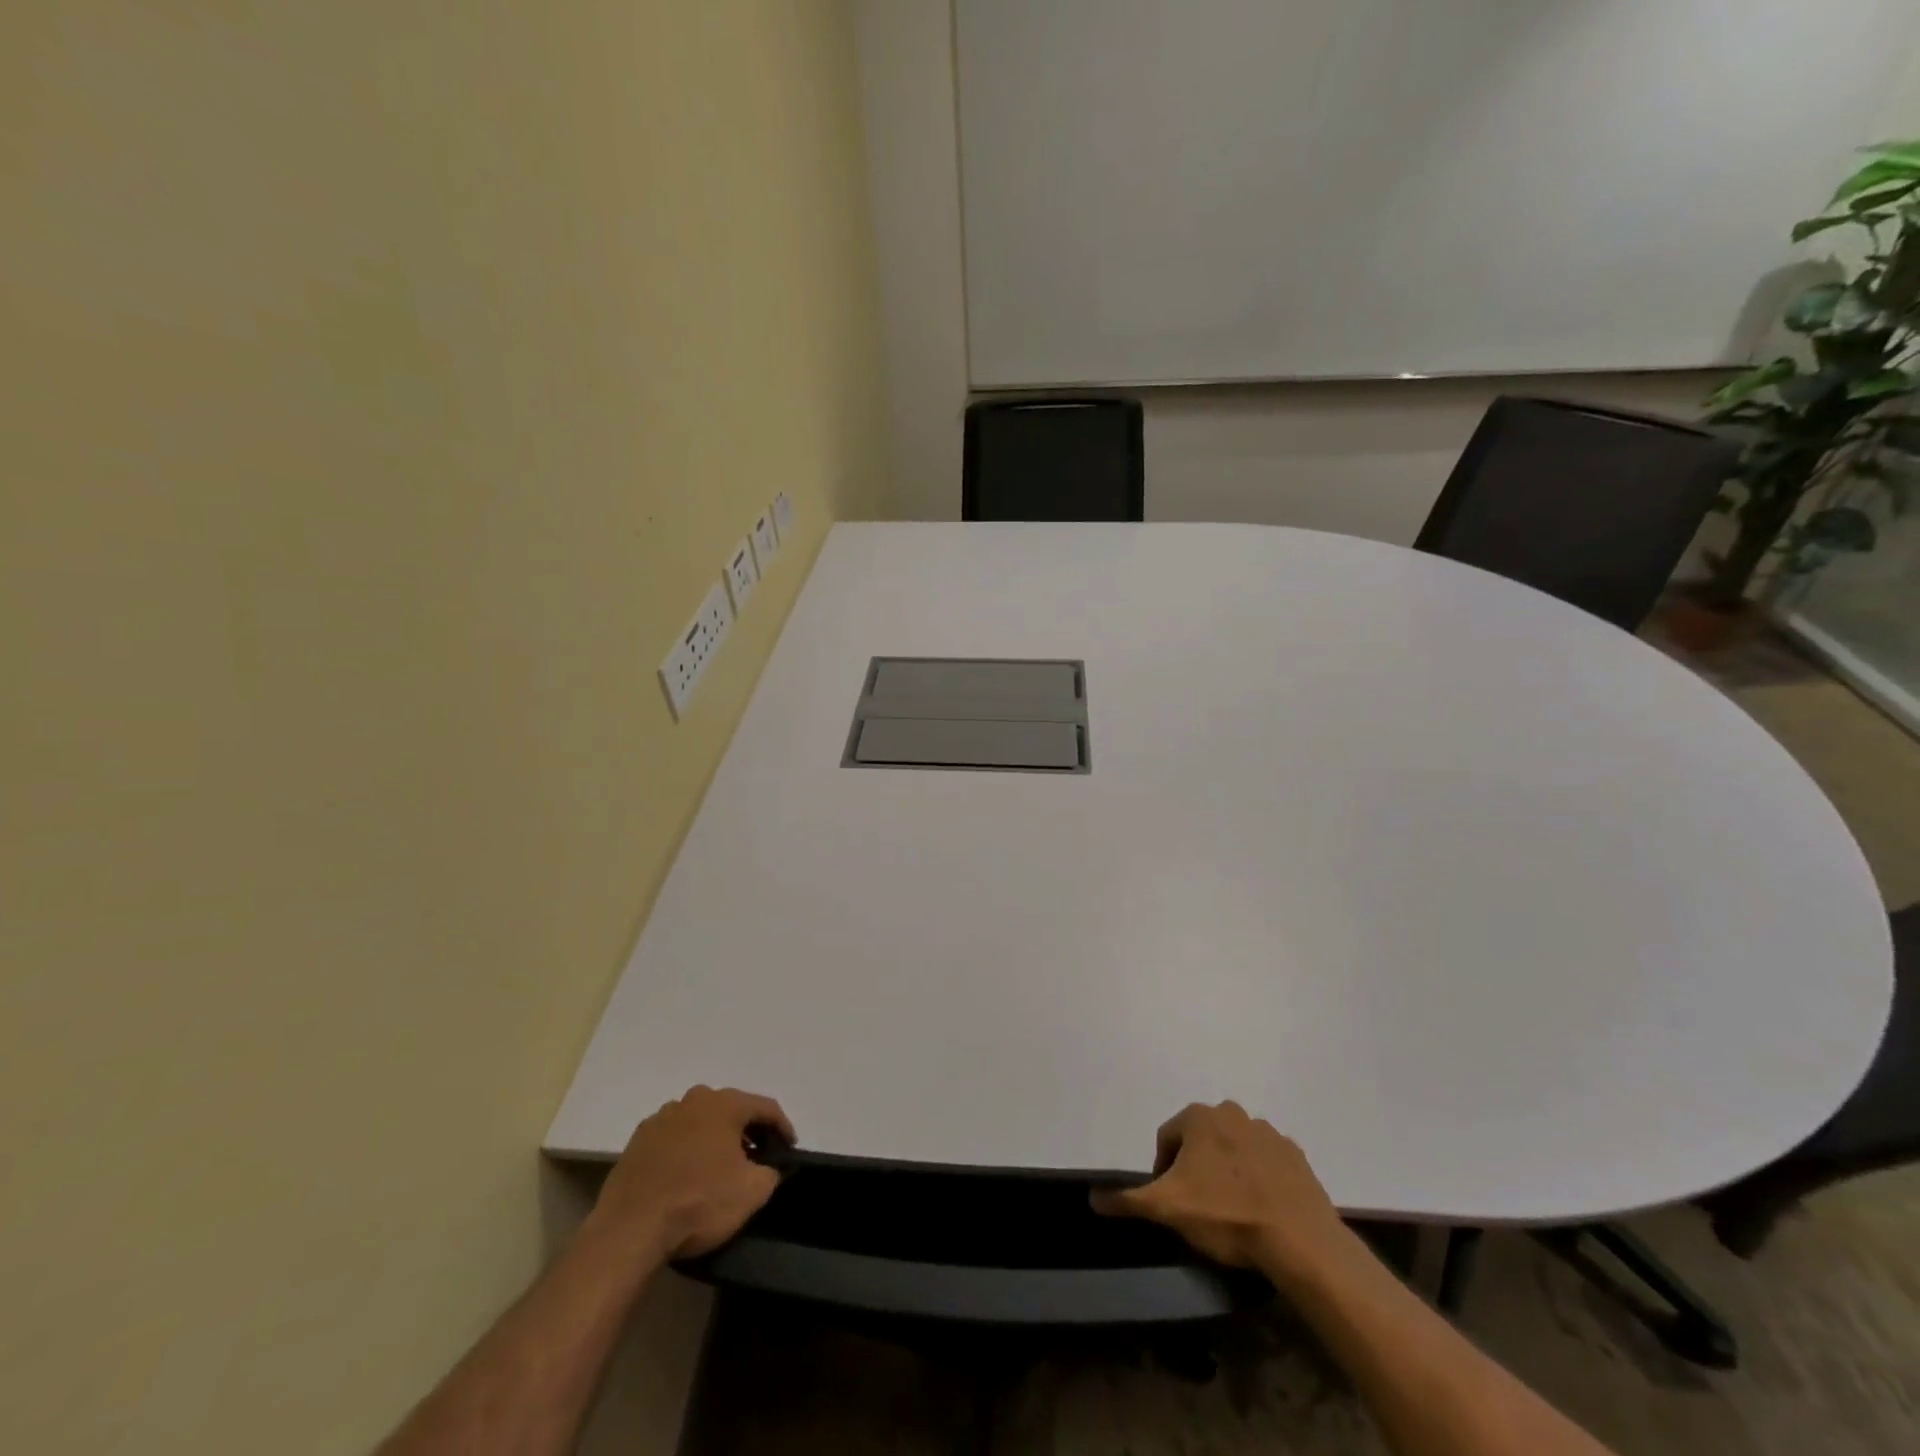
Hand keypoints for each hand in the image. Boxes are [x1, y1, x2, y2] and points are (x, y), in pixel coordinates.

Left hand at [586, 1085, 794, 1265]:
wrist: (629, 1230)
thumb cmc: (698, 1203)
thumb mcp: (752, 1192)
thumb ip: (772, 1172)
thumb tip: (771, 1167)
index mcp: (724, 1104)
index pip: (765, 1107)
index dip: (782, 1127)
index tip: (789, 1149)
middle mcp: (693, 1100)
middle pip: (731, 1110)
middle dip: (747, 1131)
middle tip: (757, 1156)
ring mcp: (661, 1118)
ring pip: (700, 1122)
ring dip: (714, 1139)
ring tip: (721, 1168)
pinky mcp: (637, 1141)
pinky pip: (674, 1138)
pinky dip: (686, 1150)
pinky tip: (687, 1176)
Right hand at [1091, 1101, 1350, 1279]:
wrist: (1300, 1240)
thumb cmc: (1226, 1215)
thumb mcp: (1167, 1209)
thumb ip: (1128, 1199)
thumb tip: (1092, 1197)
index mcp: (1199, 1117)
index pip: (1167, 1138)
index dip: (1162, 1170)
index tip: (1171, 1201)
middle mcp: (1232, 1113)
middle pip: (1201, 1139)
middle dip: (1196, 1167)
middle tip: (1199, 1206)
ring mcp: (1268, 1132)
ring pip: (1234, 1149)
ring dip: (1228, 1170)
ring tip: (1232, 1211)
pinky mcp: (1296, 1156)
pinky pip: (1266, 1163)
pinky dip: (1260, 1178)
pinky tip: (1261, 1209)